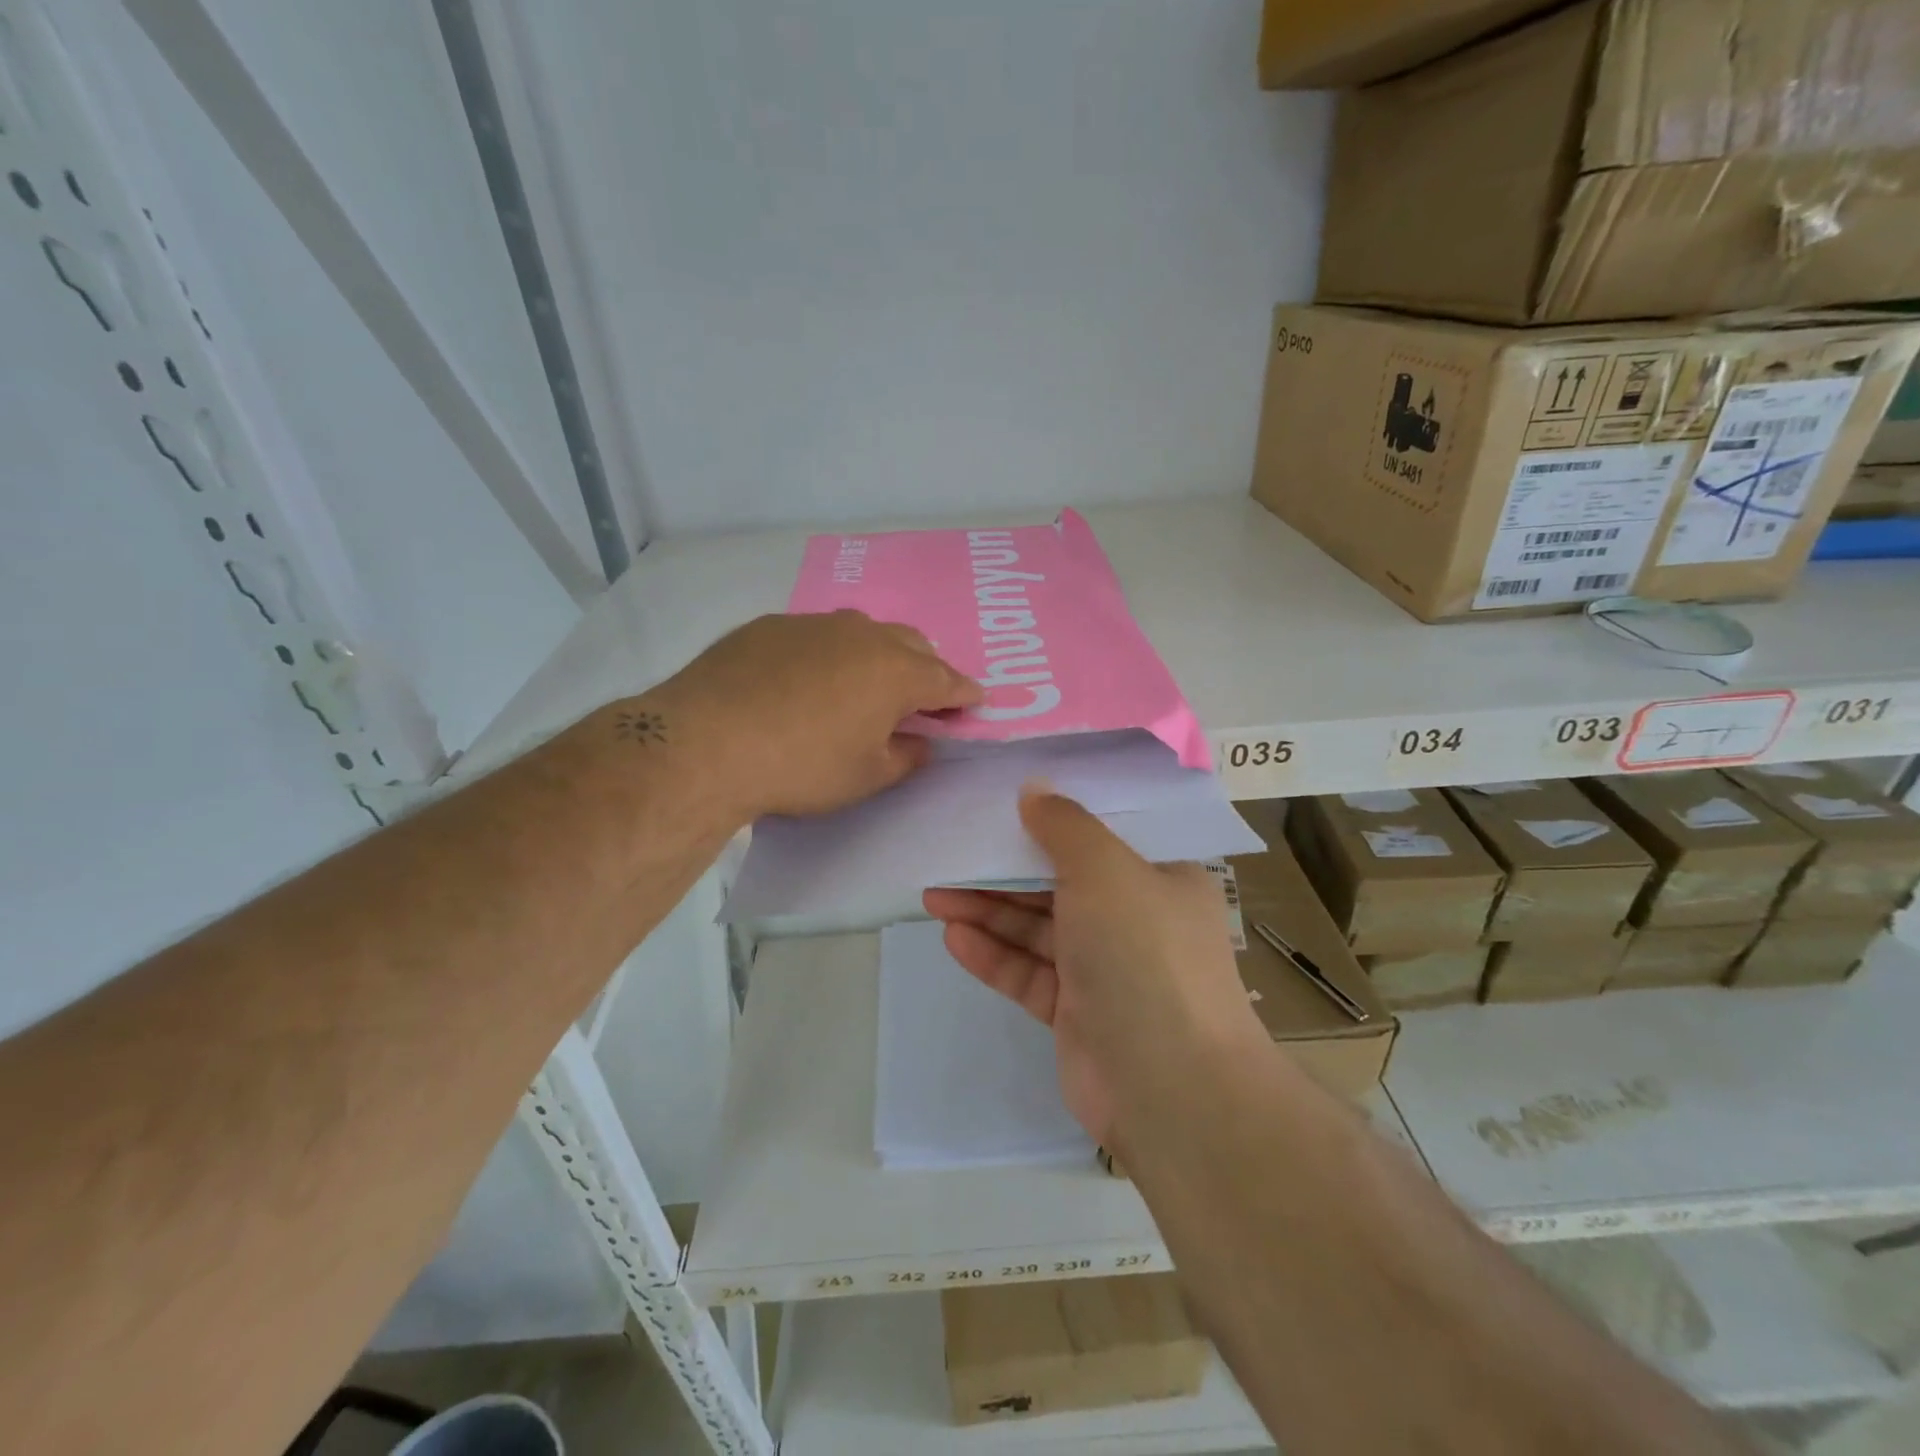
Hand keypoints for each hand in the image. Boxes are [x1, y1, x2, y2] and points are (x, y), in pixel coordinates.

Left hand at [647, 610, 981, 820]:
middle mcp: (862, 635)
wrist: (707, 741)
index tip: (976, 702)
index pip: (947, 680)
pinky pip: (816, 635)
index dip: (965, 694)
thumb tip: (920, 742)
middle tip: (922, 696)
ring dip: (877, 654)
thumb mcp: (866, 776)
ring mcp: (814, 624)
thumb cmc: (802, 766)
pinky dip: (828, 654)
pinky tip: (807, 679)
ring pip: (863, 631)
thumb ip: (906, 757)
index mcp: (896, 672)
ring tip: (866, 681)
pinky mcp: (770, 626)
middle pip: (912, 644)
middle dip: (926, 667)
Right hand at [923, 787, 1265, 1148]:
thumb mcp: (1106, 870)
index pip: (1102, 837)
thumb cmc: (1143, 953)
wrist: (1170, 1087)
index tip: (1004, 802)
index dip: (1053, 818)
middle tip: (950, 854)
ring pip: (1038, 928)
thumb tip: (1034, 789)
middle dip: (1004, 870)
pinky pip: (1029, 973)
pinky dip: (994, 955)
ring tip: (934, 896)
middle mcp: (1135, 919)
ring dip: (989, 911)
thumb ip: (1065, 826)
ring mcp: (1105, 969)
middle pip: (1059, 882)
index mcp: (1160, 878)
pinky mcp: (1076, 1013)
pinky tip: (954, 938)